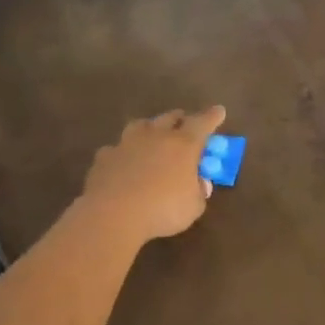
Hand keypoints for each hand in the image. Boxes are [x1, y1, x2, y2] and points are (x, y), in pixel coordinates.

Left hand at [81, 106, 226, 242]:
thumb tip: (200, 183)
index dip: (212, 117)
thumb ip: (198, 192)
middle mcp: (156, 136)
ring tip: (152, 134)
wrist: (113, 213)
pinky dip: (123, 153)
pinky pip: (117, 149)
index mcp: (183, 145)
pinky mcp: (105, 156)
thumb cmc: (163, 209)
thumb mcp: (193, 207)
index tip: (219, 110)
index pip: (202, 124)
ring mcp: (127, 143)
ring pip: (141, 125)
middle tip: (184, 122)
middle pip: (170, 118)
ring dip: (150, 128)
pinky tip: (123, 162)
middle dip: (181, 119)